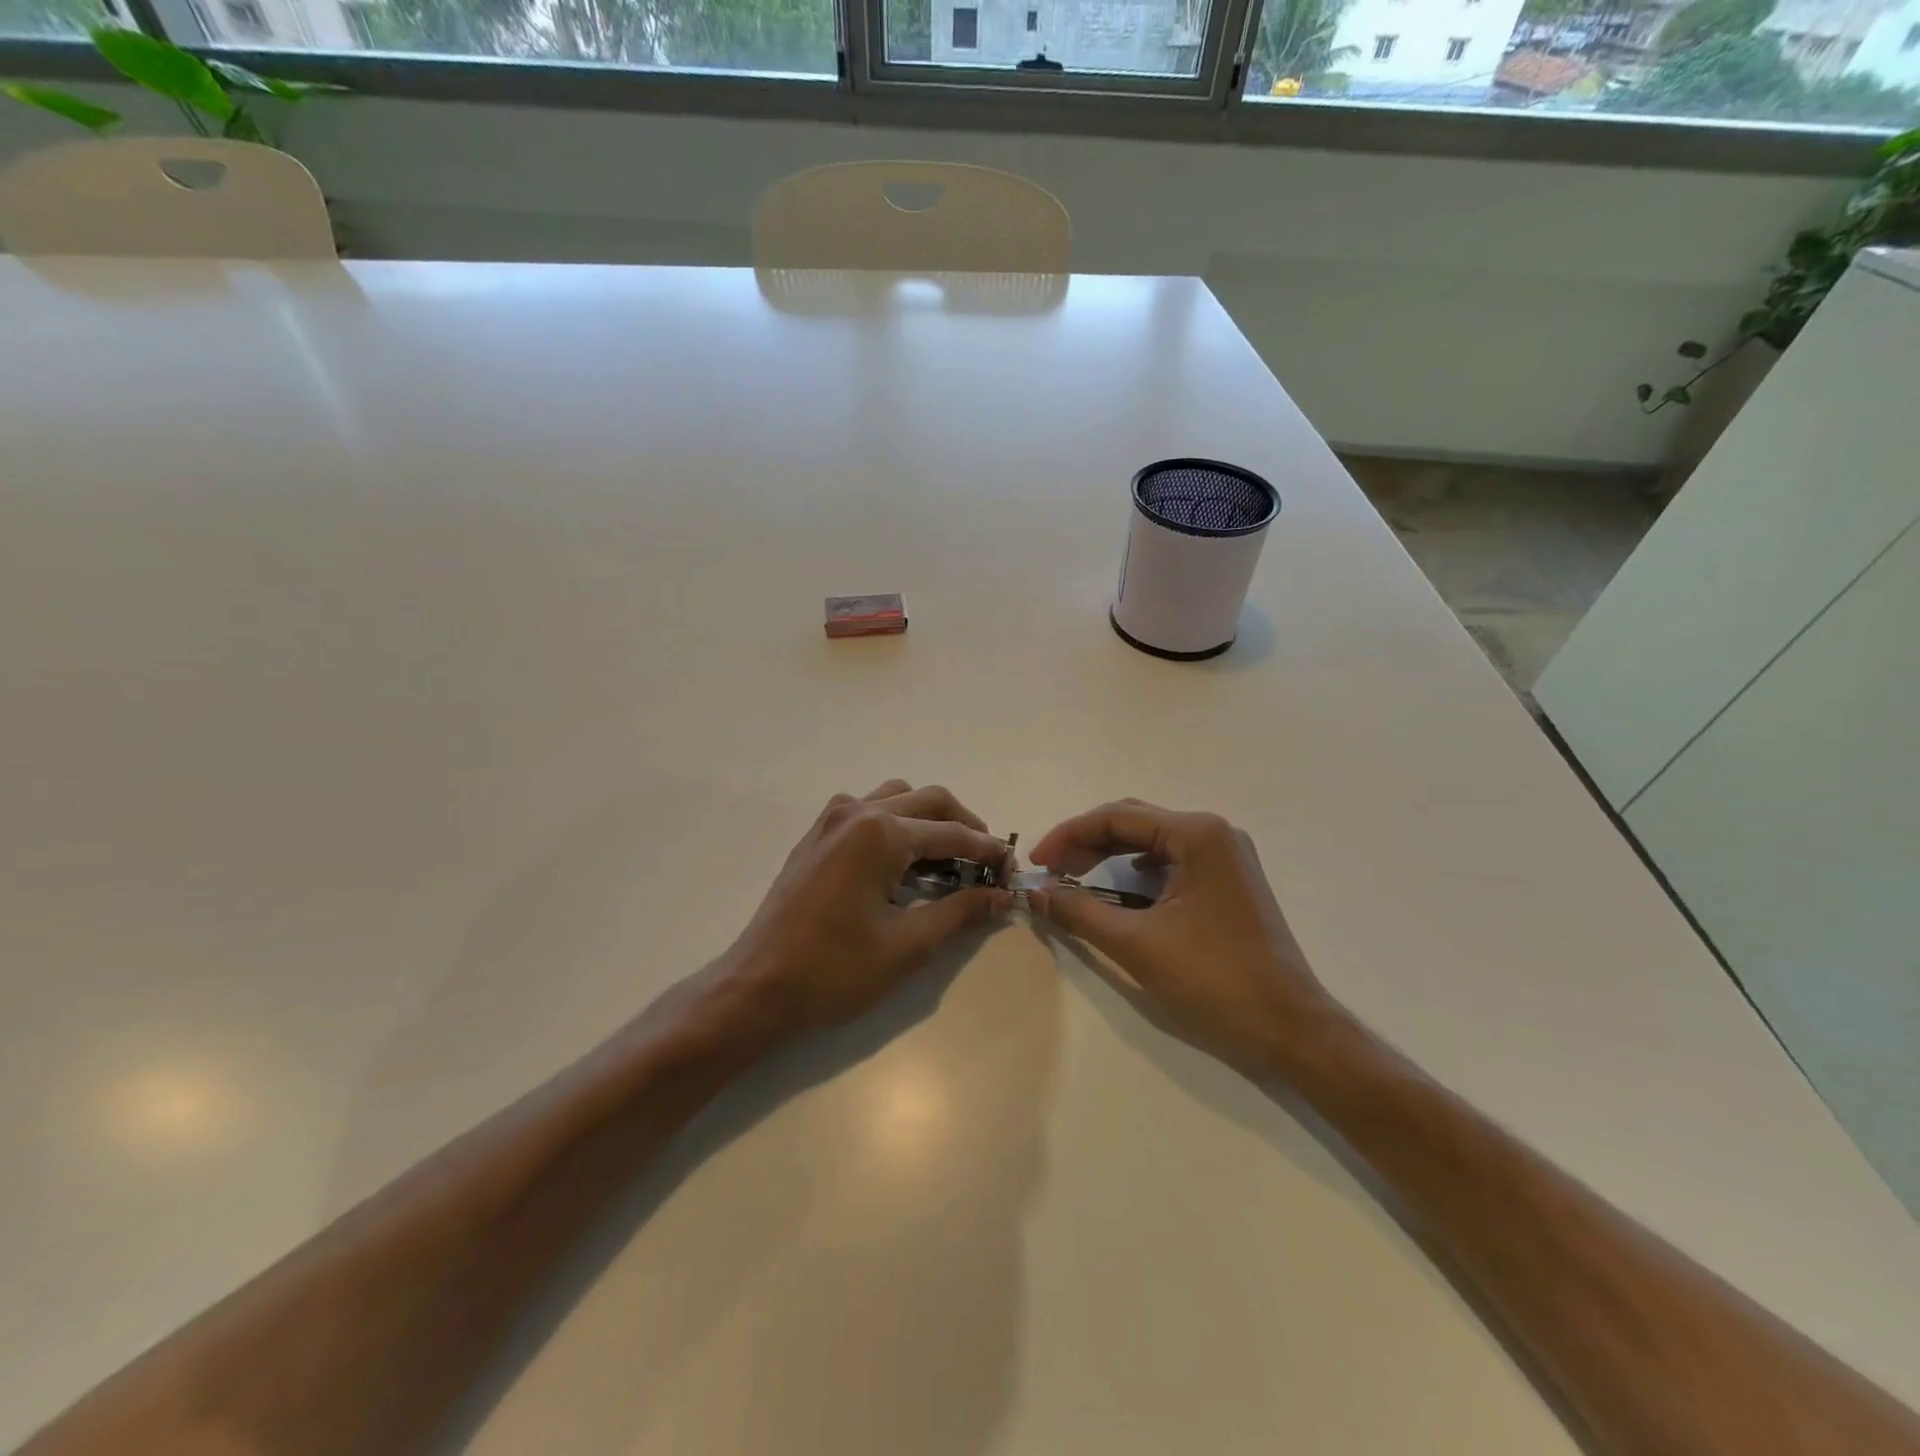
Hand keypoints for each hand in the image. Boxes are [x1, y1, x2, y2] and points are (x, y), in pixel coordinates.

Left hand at [721, 780, 1013, 1033]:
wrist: (756, 988)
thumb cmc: (834, 970)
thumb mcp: (907, 945)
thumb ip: (960, 912)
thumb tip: (1000, 896)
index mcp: (880, 833)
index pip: (952, 832)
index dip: (988, 851)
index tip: (1012, 871)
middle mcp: (856, 812)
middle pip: (928, 801)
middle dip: (964, 826)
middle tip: (987, 862)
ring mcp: (831, 821)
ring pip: (896, 798)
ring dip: (928, 820)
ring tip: (948, 858)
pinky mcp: (816, 837)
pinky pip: (868, 812)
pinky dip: (896, 825)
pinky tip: (903, 863)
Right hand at [1027, 801, 1330, 1075]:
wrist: (1289, 1028)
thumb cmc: (1214, 980)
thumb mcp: (1136, 944)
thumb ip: (1079, 912)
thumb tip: (1035, 892)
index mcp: (1196, 834)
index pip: (1115, 817)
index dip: (1068, 836)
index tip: (1036, 864)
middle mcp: (1213, 832)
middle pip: (1133, 822)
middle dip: (1086, 842)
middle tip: (1050, 872)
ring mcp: (1226, 855)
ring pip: (1152, 839)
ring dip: (1109, 854)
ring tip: (1074, 877)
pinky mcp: (1229, 880)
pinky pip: (1172, 858)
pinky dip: (1137, 868)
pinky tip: (1120, 886)